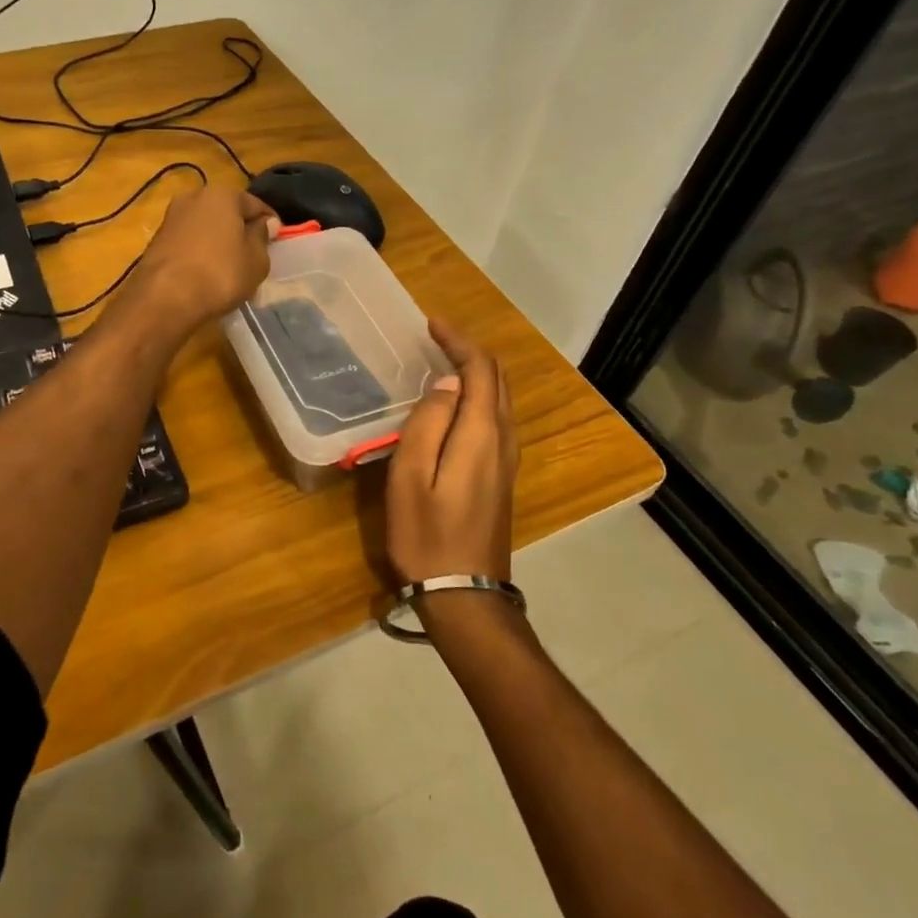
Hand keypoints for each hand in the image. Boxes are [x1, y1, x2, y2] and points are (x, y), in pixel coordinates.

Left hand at [131, 185, 273, 332]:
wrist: (164, 298)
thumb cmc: (220, 274)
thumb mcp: (256, 260)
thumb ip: (262, 237)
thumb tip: (265, 223)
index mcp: (222, 194)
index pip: (256, 204)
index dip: (270, 223)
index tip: (278, 242)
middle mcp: (194, 197)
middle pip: (228, 213)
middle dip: (241, 231)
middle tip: (255, 256)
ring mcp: (172, 218)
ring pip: (207, 228)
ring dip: (220, 242)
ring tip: (231, 268)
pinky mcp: (157, 240)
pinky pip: (190, 242)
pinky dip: (201, 253)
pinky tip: (207, 274)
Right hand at [385, 321, 518, 589]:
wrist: (464, 594)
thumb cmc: (426, 535)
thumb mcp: (410, 477)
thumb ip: (428, 425)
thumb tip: (446, 386)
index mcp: (480, 435)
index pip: (479, 371)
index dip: (458, 342)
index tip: (431, 324)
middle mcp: (502, 441)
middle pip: (497, 382)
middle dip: (470, 353)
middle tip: (436, 339)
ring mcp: (507, 461)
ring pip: (500, 401)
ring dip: (477, 374)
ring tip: (444, 363)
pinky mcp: (503, 477)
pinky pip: (497, 420)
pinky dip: (480, 397)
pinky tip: (457, 405)